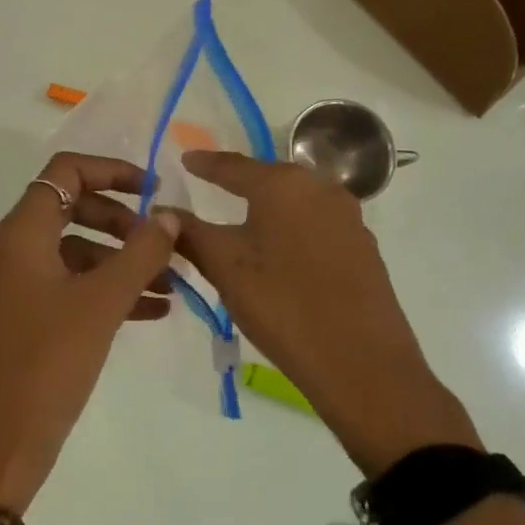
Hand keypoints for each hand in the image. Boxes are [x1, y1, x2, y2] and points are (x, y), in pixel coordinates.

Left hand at [0, 153, 181, 509]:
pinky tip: (148, 311)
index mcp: (19, 234)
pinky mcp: (15, 318)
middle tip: (163, 247)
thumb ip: (140, 254)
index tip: (153, 192)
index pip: (64, 172)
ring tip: (170, 286)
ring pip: (71, 253)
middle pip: (71, 210)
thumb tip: (168, 215)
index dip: (112, 172)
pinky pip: (63, 288)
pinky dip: (101, 291)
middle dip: (122, 224)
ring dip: (118, 263)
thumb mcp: (101, 304)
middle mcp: (7, 250)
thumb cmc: (47, 365)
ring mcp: (8, 286)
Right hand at [175, 150, 479, 474]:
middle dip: (238, 182)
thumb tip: (162, 211)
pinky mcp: (362, 247)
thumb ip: (189, 233)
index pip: (232, 165)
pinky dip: (290, 228)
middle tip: (210, 186)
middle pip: (268, 178)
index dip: (205, 163)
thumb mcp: (224, 266)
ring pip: (295, 202)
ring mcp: (348, 217)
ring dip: (267, 208)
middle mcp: (320, 188)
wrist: (362, 365)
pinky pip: (315, 224)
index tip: (184, 159)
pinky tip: (278, 249)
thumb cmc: (282, 305)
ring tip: (242, 220)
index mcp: (283, 185)